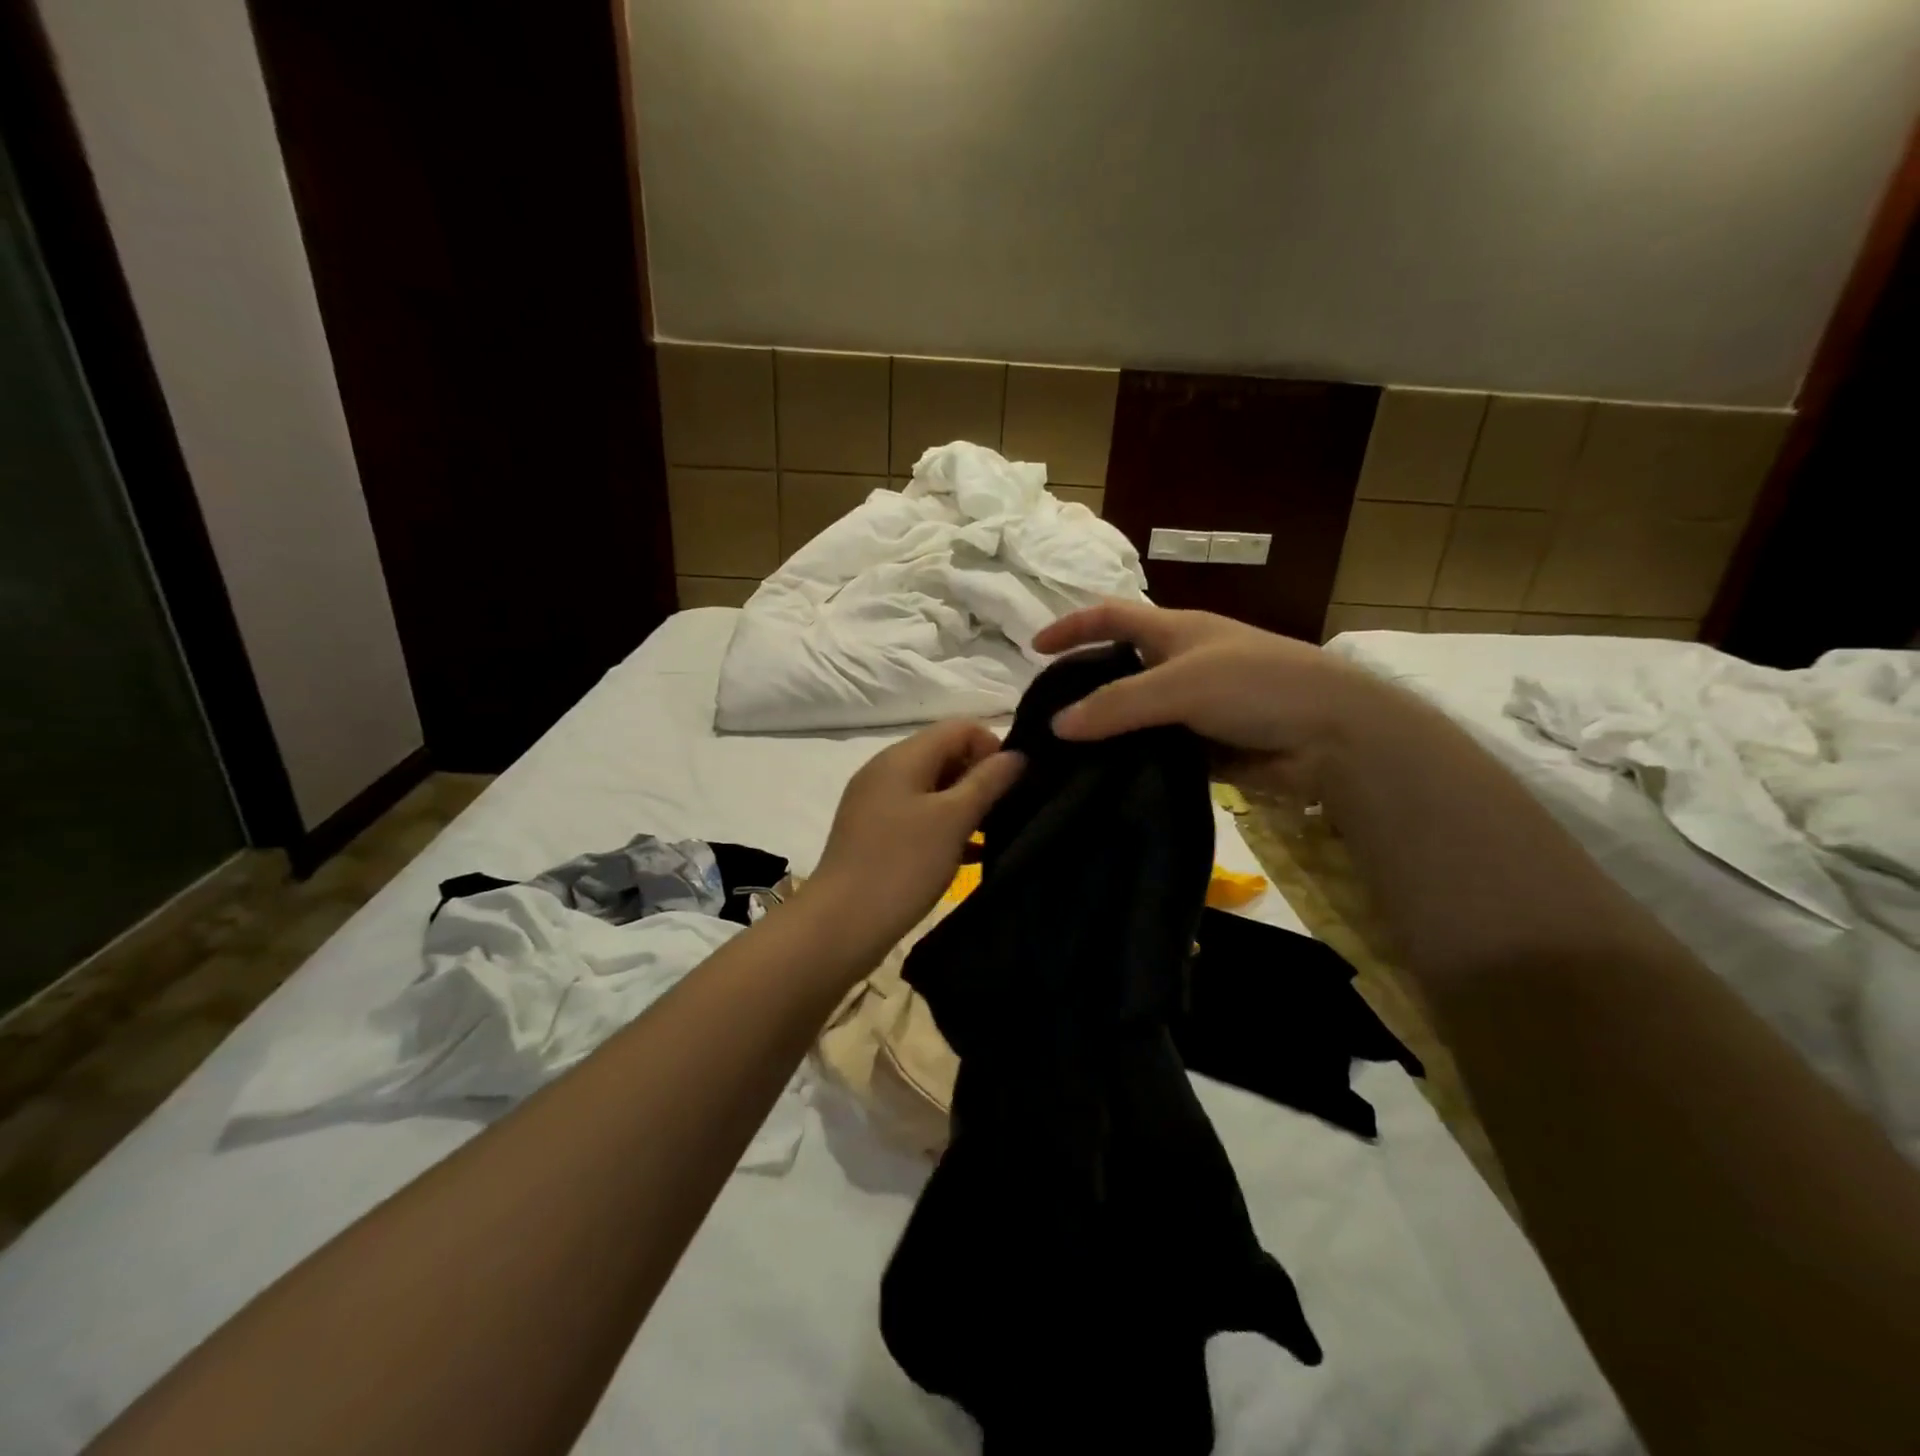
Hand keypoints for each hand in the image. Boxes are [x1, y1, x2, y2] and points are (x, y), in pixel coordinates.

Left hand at [807, 720, 1024, 955]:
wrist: (841, 925)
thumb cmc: (902, 864)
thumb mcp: (953, 820)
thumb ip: (988, 782)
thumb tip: (1017, 755)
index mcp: (903, 757)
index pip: (960, 728)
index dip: (993, 747)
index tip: (1013, 784)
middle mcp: (886, 771)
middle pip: (945, 754)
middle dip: (981, 777)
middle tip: (1008, 811)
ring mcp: (877, 803)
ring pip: (934, 789)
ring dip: (966, 805)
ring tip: (995, 834)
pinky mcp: (875, 834)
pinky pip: (919, 817)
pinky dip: (946, 827)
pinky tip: (971, 855)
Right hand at [1032, 601, 1392, 798]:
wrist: (1333, 735)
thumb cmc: (1256, 685)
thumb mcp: (1180, 685)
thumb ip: (1117, 705)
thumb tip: (1056, 725)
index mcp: (1174, 631)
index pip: (1111, 616)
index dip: (1072, 625)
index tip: (1034, 648)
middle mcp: (1180, 665)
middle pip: (1118, 670)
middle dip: (1082, 687)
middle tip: (1045, 718)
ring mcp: (1193, 708)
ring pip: (1135, 717)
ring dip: (1106, 733)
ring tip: (1064, 759)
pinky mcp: (1204, 746)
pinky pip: (1156, 751)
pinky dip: (1132, 762)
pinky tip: (1105, 781)